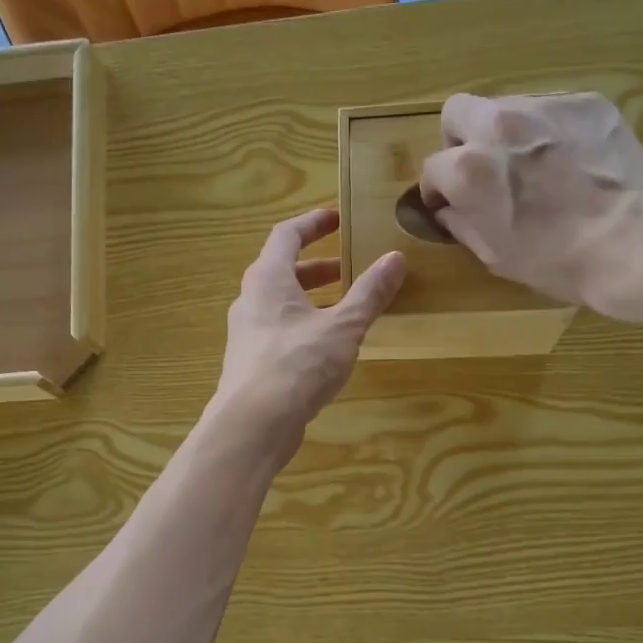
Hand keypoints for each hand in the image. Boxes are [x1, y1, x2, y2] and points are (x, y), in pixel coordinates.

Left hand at [212, 208, 405, 456]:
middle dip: (317, 267)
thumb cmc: (298, 364)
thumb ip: (369, 293)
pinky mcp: (250, 363)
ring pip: (280, 304)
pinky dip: (302, 327)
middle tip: (348, 270)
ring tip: (344, 309)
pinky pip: (278, 331)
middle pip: (282, 270)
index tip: (337, 219)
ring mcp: (246, 333)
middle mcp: (250, 299)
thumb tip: (396, 258)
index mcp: (268, 278)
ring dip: (311, 300)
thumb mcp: (343, 327)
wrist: (253, 423)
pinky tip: (326, 348)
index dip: (313, 223)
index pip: (287, 234)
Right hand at [419, 92, 642, 326]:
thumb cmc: (555, 261)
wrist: (632, 240)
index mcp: (468, 169)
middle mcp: (498, 125)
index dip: (439, 191)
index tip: (450, 206)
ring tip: (533, 166)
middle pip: (457, 112)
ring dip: (506, 133)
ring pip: (506, 107)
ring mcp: (545, 107)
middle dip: (461, 140)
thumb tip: (448, 210)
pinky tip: (571, 161)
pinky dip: (550, 131)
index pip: (432, 168)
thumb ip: (461, 223)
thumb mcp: (494, 254)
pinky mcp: (586, 102)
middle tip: (481, 170)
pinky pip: (552, 110)